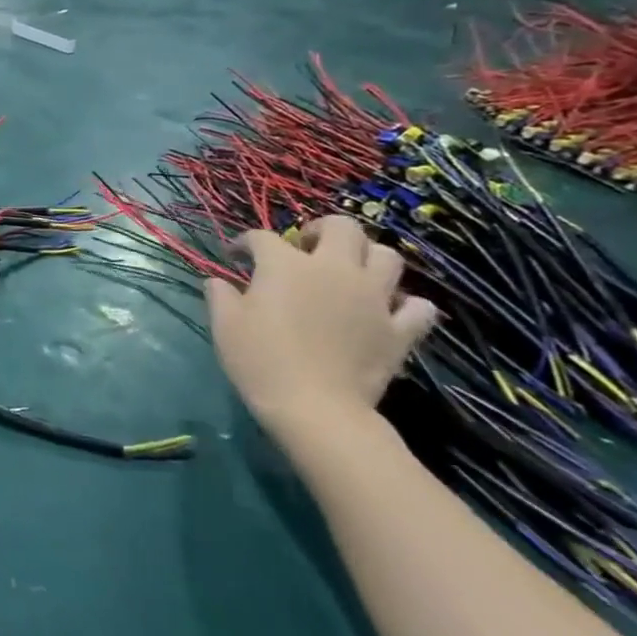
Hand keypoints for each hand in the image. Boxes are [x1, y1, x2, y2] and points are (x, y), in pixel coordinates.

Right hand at [206, 215, 435, 449]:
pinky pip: (418, 306)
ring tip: (349, 272)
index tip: (237, 256)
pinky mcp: (399, 329)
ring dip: (367, 257)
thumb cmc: (261, 361)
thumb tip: (218, 281)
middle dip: (322, 229)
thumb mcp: (224, 326)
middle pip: (342, 227)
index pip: (263, 238)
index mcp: (286, 266)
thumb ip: (220, 295)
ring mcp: (373, 297)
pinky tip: (388, 310)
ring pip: (387, 256)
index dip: (246, 243)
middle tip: (306, 247)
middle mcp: (334, 270)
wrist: (315, 408)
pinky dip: (406, 303)